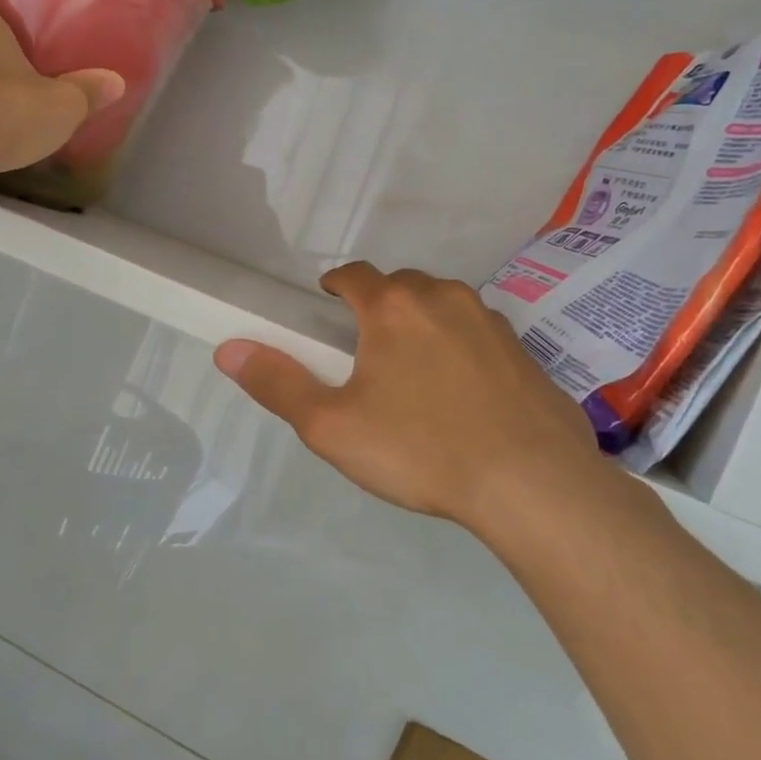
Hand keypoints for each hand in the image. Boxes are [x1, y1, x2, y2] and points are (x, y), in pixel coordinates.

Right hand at [214, 264, 610, 533]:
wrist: (532, 484)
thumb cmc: (420, 449)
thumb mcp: (332, 426)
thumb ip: (278, 384)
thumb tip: (228, 350)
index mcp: (395, 307)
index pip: (356, 275)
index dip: (336, 285)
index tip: (326, 302)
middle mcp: (445, 299)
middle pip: (401, 286)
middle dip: (379, 305)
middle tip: (365, 346)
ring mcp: (492, 322)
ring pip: (444, 306)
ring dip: (422, 322)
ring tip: (412, 369)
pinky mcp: (524, 353)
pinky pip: (478, 335)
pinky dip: (460, 347)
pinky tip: (461, 393)